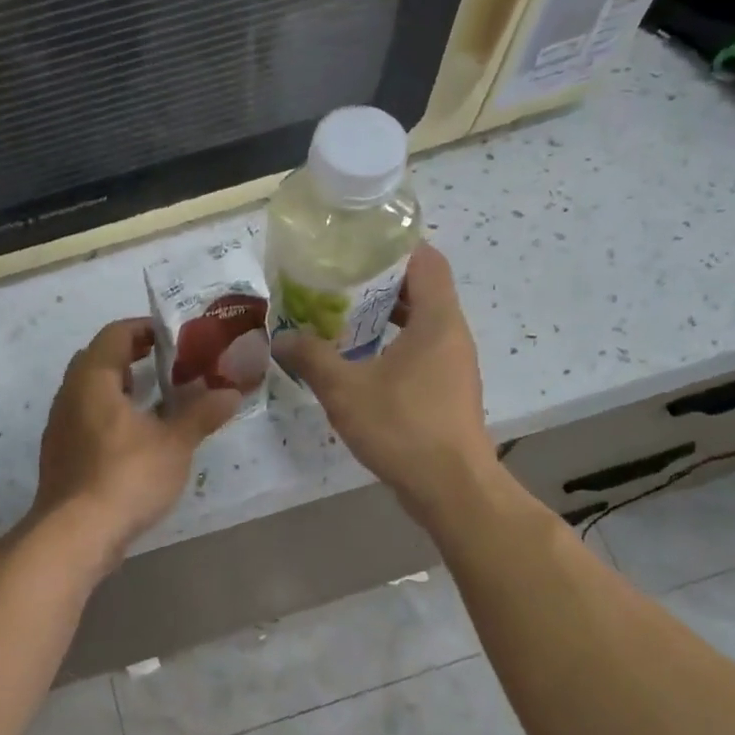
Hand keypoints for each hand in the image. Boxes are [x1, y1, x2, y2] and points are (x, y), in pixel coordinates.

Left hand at [32, 318, 240, 564]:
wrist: (76, 535)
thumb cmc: (126, 476)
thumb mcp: (174, 443)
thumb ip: (201, 414)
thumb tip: (231, 393)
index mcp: (93, 379)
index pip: (115, 334)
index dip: (146, 328)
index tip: (176, 336)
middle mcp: (70, 395)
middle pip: (100, 360)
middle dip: (135, 358)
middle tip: (172, 365)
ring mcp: (61, 427)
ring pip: (93, 393)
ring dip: (124, 389)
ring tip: (162, 401)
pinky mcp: (62, 456)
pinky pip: (88, 420)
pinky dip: (114, 416)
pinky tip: (140, 439)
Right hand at [273, 243, 495, 519]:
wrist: (451, 488)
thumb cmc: (402, 427)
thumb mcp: (345, 389)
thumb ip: (311, 358)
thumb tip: (281, 338)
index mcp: (437, 319)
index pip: (426, 259)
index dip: (393, 246)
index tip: (355, 247)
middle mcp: (452, 334)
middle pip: (420, 289)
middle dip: (378, 283)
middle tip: (334, 283)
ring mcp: (453, 364)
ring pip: (419, 323)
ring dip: (382, 317)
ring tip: (338, 319)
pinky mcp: (447, 391)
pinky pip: (419, 352)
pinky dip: (390, 346)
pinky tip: (356, 363)